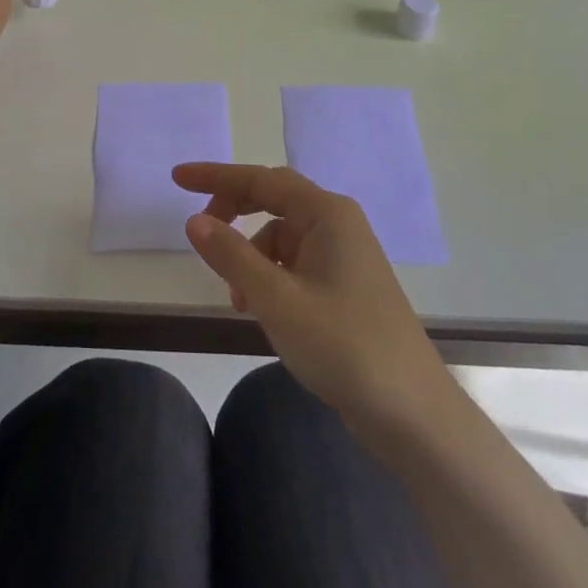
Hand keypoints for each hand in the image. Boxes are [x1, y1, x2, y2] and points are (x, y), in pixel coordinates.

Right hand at [175, 162, 459, 444]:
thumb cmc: (343, 345)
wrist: (411, 411)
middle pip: (273, 200)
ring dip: (252, 257)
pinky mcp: (347, 285)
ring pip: (283, 237)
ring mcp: (345, 255)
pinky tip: (263, 311)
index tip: (176, 177)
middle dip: (233, 212)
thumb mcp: (276, 300)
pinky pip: (296, 263)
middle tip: (200, 234)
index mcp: (326, 214)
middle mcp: (338, 224)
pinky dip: (271, 277)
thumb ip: (232, 256)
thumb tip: (195, 221)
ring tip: (238, 301)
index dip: (216, 177)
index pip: (261, 179)